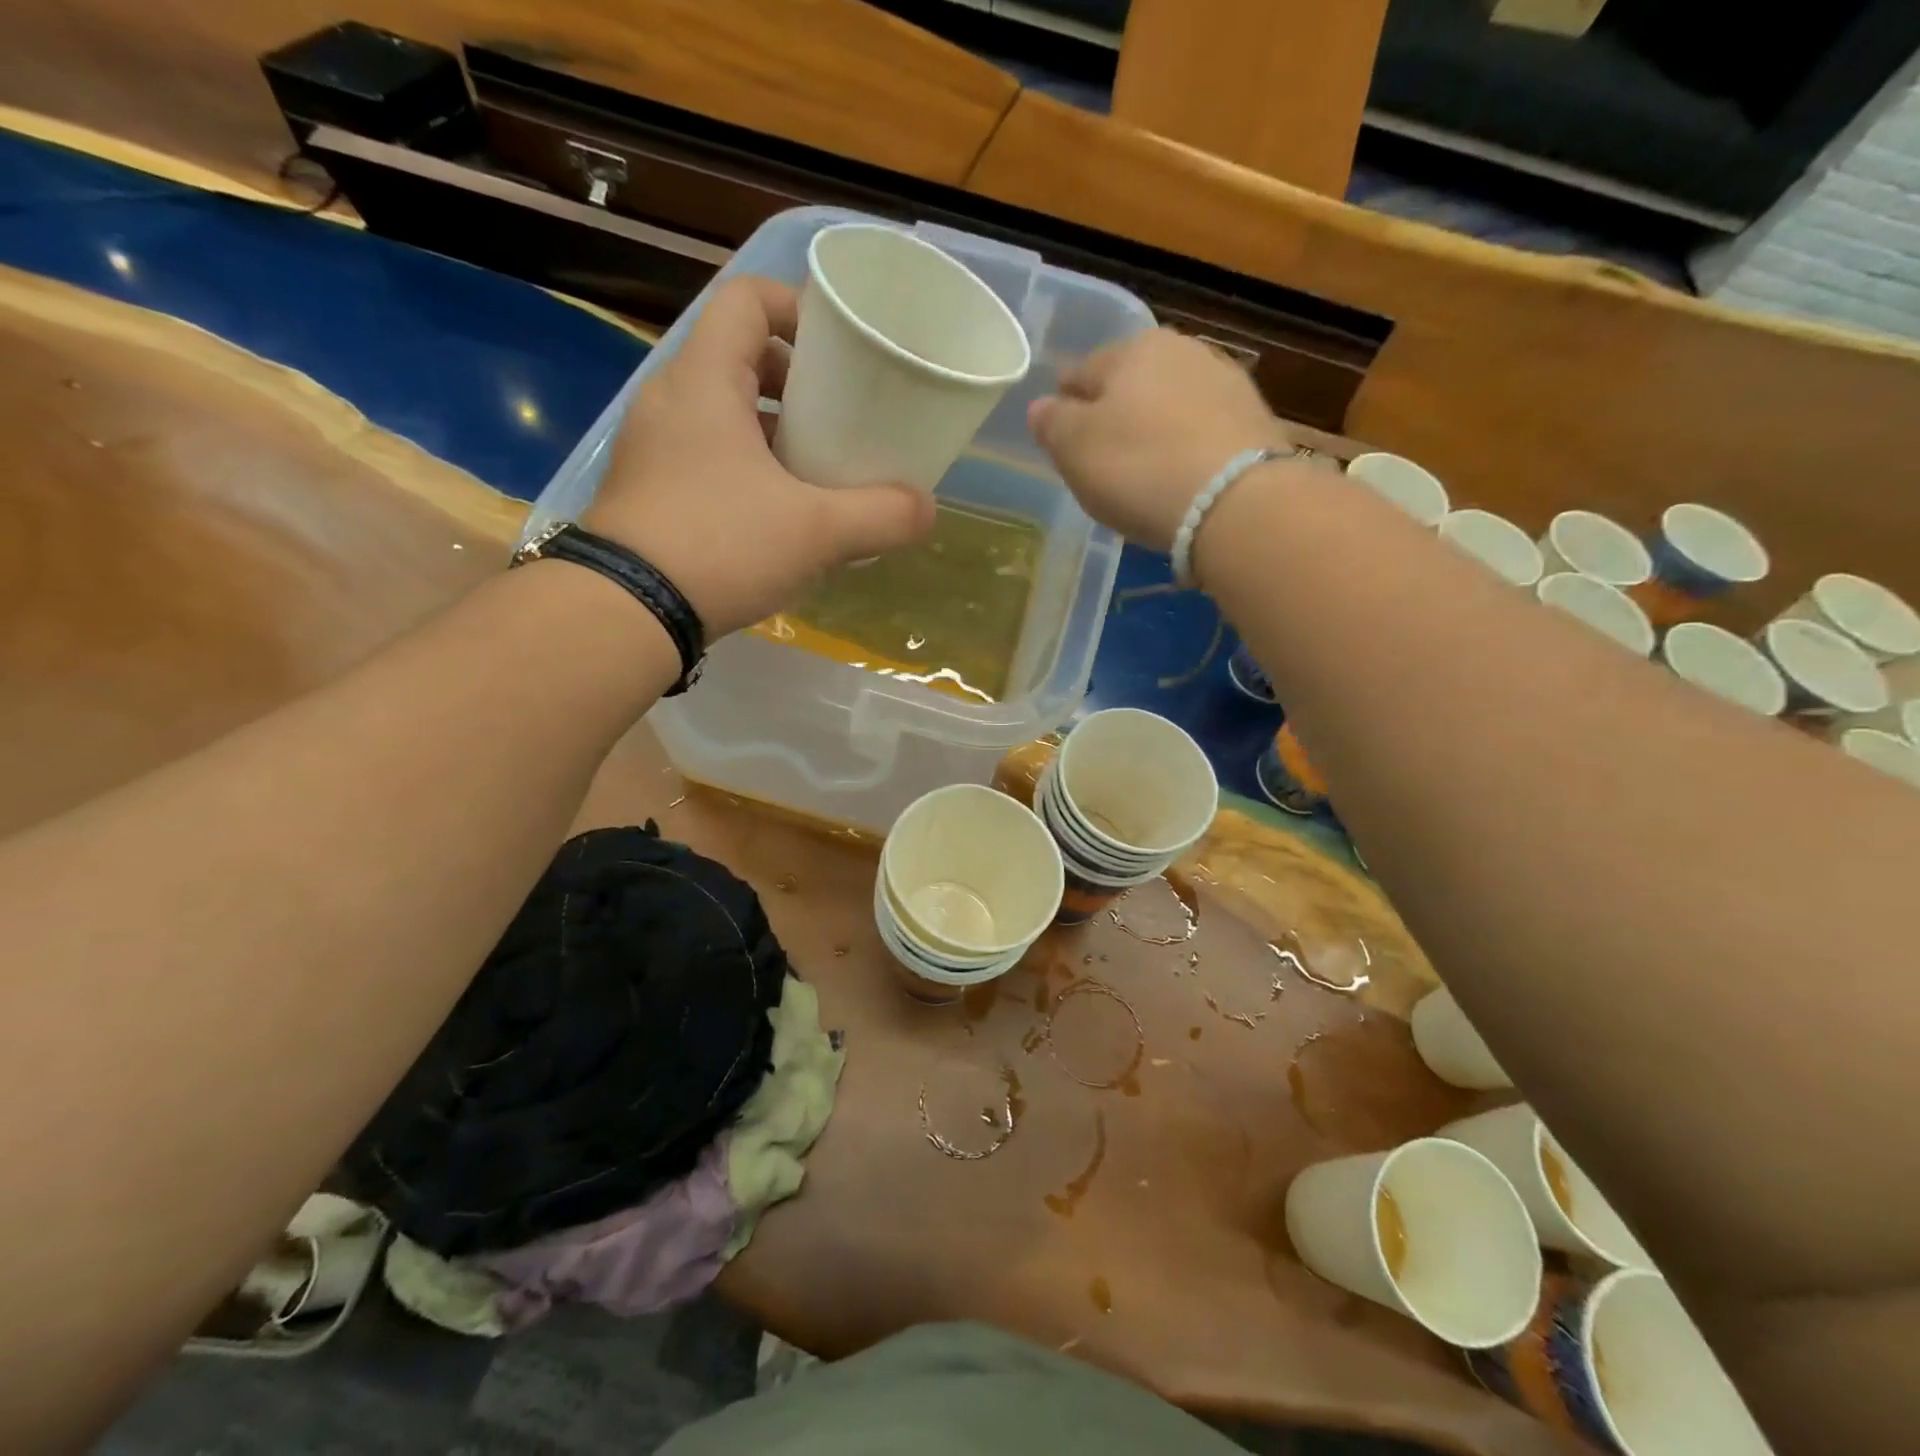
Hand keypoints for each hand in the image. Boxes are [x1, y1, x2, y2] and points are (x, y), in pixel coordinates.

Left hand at [585, 277, 935, 638]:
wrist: (627, 612)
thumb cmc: (721, 546)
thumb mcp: (817, 532)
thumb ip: (881, 516)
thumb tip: (926, 509)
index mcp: (705, 381)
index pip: (748, 300)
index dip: (798, 309)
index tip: (840, 351)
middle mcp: (671, 400)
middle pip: (739, 358)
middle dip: (797, 382)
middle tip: (839, 418)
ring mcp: (654, 448)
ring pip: (724, 414)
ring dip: (774, 432)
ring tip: (818, 471)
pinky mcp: (649, 490)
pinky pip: (707, 456)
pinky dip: (748, 468)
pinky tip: (780, 515)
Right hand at [1029, 329, 1288, 551]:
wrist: (1236, 502)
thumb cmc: (1139, 468)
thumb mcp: (1075, 448)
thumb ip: (1052, 423)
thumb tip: (1042, 406)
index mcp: (1132, 349)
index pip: (1082, 371)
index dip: (1065, 402)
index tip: (1059, 430)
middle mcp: (1183, 352)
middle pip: (1131, 384)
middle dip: (1113, 413)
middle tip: (1099, 454)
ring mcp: (1225, 384)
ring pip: (1170, 405)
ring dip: (1153, 429)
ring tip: (1142, 468)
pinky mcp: (1255, 422)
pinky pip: (1202, 433)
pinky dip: (1185, 449)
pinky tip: (1179, 476)